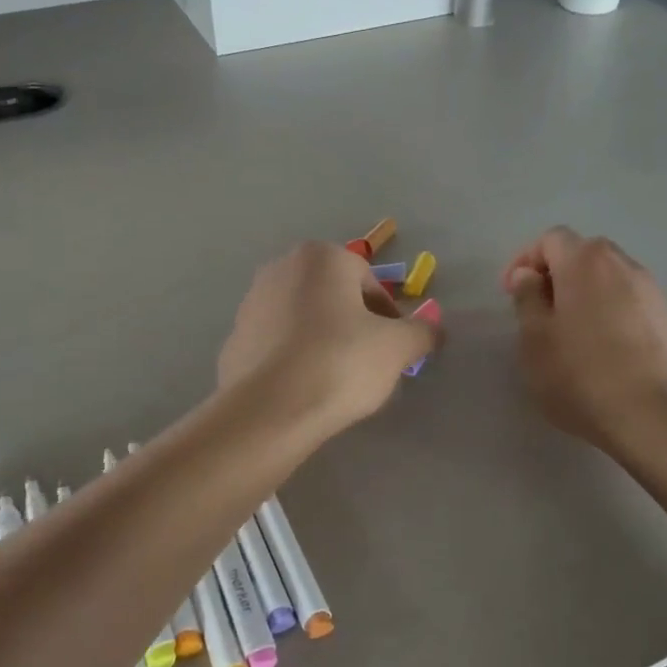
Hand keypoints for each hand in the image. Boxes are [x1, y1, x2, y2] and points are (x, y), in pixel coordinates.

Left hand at [219, 242, 436, 437]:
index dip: (389, 316)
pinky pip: (278, 345)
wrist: (270, 409)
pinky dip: (295, 359)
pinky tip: (305, 388)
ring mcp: (251, 303)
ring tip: (337, 379)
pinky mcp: (234, 339)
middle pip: (334, 297)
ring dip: (324, 340)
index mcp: (321, 257)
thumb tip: (432, 330)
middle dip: (354, 325)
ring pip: (304, 319)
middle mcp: (281, 268)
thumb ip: (422, 332)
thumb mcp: (398, 347)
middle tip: (369, 363)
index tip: (395, 349)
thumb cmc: (341, 362)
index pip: (369, 282)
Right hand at [502, 228, 666, 452]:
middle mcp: (622, 264)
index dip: (524, 260)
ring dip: (583, 292)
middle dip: (555, 273)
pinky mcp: (666, 317)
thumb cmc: (579, 373)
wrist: (651, 413)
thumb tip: (529, 275)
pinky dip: (607, 309)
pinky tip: (600, 346)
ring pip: (608, 276)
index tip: (510, 292)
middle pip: (582, 252)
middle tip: (537, 310)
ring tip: (568, 330)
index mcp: (584, 261)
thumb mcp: (534, 339)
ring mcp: (650, 290)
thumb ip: (527, 298)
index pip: (550, 239)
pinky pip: (627, 299)